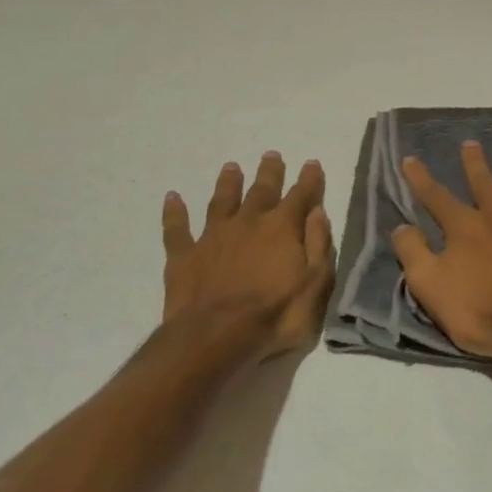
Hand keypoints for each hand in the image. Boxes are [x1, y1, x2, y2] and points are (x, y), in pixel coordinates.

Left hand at [162, 153, 333, 360]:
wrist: (215, 337)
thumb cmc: (275, 314)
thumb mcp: (315, 283)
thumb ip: (319, 245)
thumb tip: (318, 212)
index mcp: (282, 228)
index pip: (300, 196)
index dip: (309, 179)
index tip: (311, 163)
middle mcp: (248, 222)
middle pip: (261, 190)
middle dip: (269, 172)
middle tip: (271, 155)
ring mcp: (213, 236)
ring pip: (221, 201)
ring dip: (228, 183)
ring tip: (231, 167)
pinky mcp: (184, 255)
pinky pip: (177, 228)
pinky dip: (174, 212)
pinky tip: (172, 198)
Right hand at [391, 141, 491, 367]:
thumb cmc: (479, 312)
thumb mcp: (430, 287)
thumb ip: (413, 253)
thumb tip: (401, 226)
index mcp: (465, 228)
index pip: (437, 198)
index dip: (421, 179)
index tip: (410, 159)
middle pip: (486, 185)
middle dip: (475, 164)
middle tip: (471, 143)